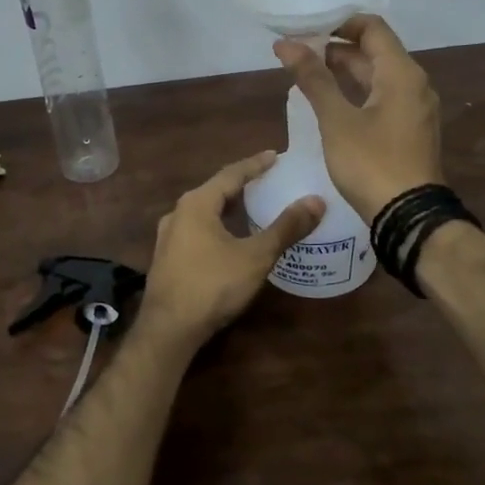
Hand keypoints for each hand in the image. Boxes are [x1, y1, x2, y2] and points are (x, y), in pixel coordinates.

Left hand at [141, 152, 324, 343]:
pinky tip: (230, 239)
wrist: (169, 328)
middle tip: (267, 181)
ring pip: (204, 213)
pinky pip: (197, 231)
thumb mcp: (255, 256)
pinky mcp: (168, 258)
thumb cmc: (212, 285)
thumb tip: (316, 201)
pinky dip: (218, 227)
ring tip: (252, 208)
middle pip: (215, 191)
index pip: (231, 174)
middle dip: (241, 185)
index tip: (275, 155)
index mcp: (196, 203)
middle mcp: (178, 213)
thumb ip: (285, 228)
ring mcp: (168, 237)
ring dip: (228, 208)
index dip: (255, 164)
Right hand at [274, 14, 442, 223]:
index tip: (306, 27)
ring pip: (378, 76)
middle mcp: (414, 84)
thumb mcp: (336, 119)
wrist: (408, 216)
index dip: (339, 22)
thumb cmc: (371, 162)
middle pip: (375, 51)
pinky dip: (356, 90)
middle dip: (336, 47)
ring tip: (307, 72)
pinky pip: (382, 96)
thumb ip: (313, 78)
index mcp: (401, 73)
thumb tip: (285, 44)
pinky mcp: (409, 129)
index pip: (372, 28)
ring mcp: (414, 108)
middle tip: (298, 51)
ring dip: (345, 70)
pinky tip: (330, 101)